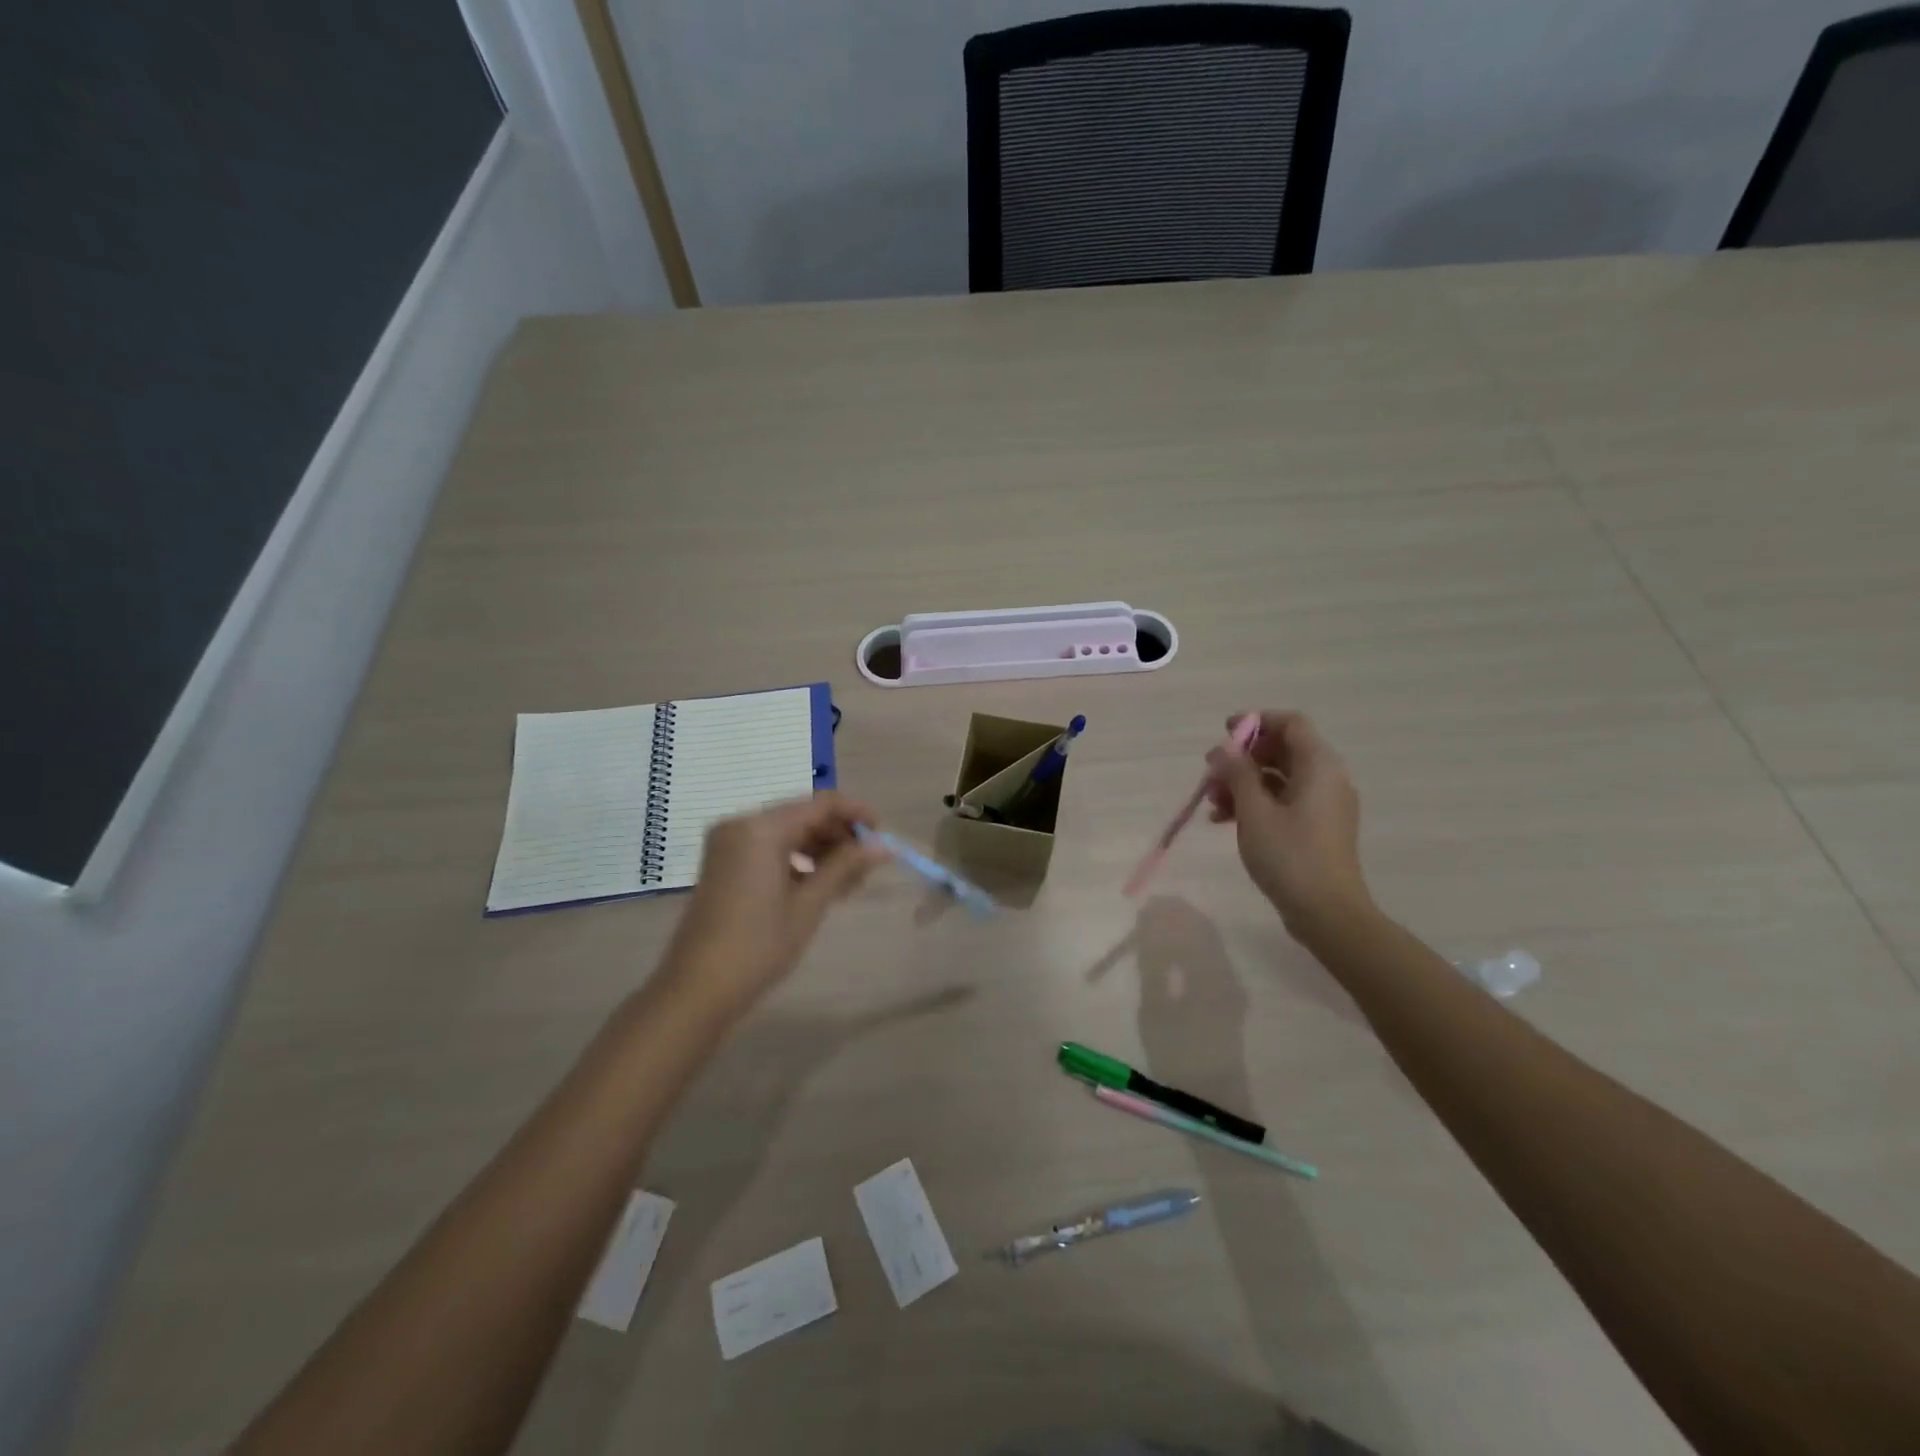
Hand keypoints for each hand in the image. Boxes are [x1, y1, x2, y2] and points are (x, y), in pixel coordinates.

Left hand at [656, 793, 889, 1020]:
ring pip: (787, 832)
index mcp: (761, 828)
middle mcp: (742, 825)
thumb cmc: (758, 945)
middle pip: (803, 815)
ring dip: (820, 849)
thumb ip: (846, 866)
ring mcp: (729, 844)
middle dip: (838, 835)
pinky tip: (818, 886)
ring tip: (848, 882)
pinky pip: (768, 848)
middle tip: (867, 867)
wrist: (697, 989)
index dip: (856, 814)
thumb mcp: (809, 904)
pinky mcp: (723, 863)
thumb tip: (884, 846)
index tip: (882, 835)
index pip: (821, 803)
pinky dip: (796, 860)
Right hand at [1205, 710, 1371, 937]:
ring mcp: (1323, 804)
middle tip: (1211, 773)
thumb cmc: (1290, 856)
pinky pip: (1283, 801)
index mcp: (1319, 766)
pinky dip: (1255, 803)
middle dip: (1243, 758)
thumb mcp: (1254, 811)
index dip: (1256, 722)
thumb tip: (1222, 749)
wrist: (1327, 912)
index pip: (1290, 723)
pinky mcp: (1316, 827)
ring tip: (1212, 802)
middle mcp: (1327, 778)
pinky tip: (1224, 820)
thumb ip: (1237, 773)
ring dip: (1243, 783)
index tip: (1224, 733)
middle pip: (1282, 750)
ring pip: (1279, 777)